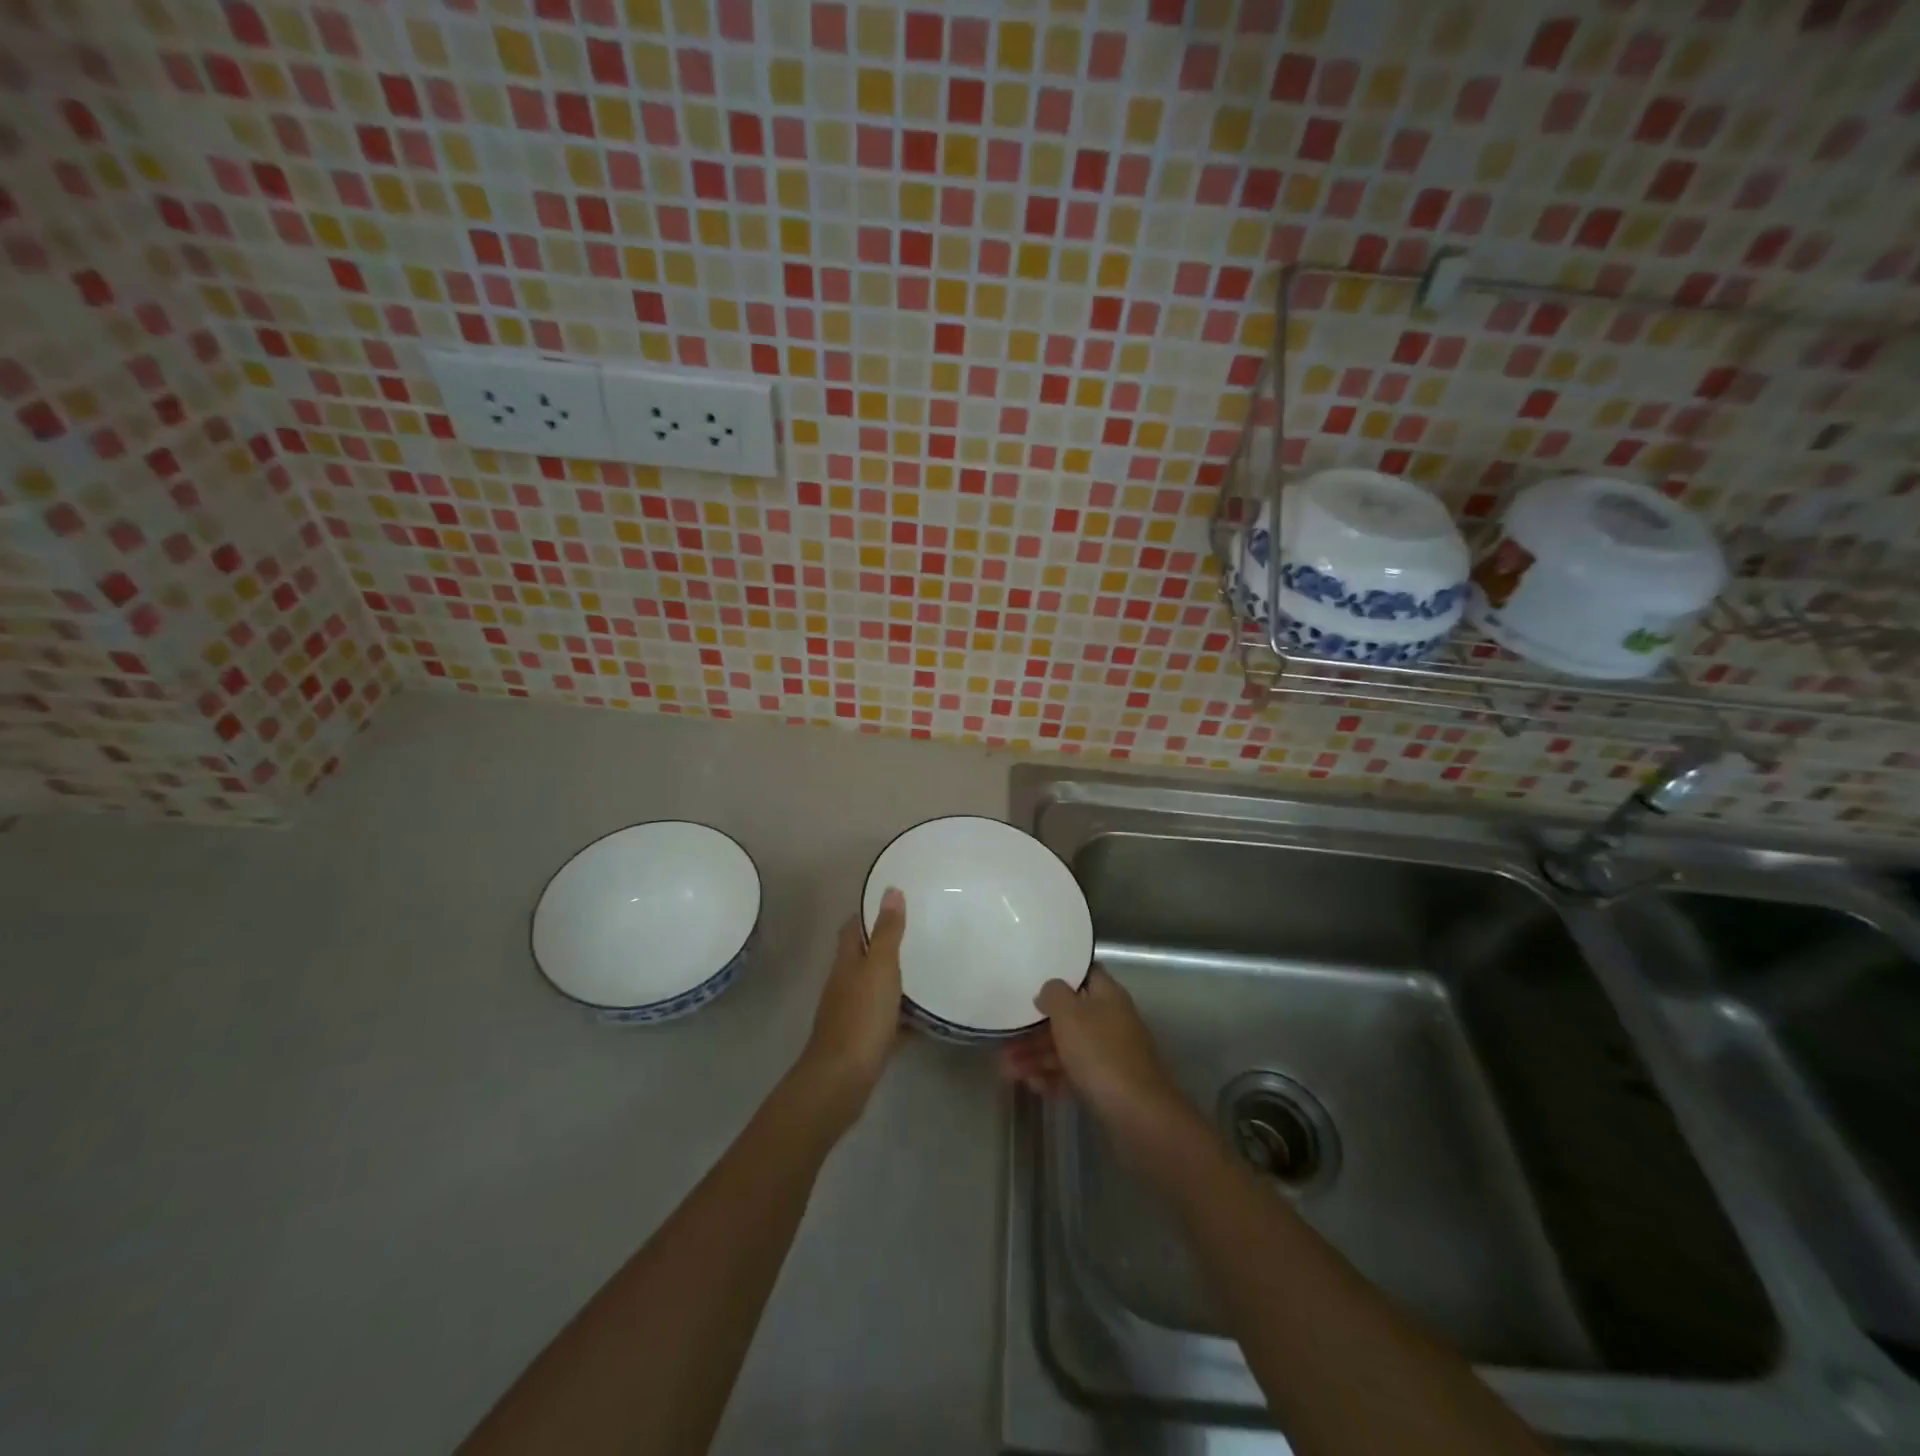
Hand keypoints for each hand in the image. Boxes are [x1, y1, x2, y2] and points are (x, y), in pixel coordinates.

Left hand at [796, 888, 905, 1124]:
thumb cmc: (861, 1016)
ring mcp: (852, 1014)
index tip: (891, 904)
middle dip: (884, 947)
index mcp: (846, 962)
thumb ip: (887, 931)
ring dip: (893, 981)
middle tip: (917, 935)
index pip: (852, 929)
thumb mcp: (880, 967)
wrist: (843, 1078)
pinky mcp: (863, 1041)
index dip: (866, 914)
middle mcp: (845, 984)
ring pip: (874, 990)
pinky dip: (901, 1016)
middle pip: (863, 958)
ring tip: (925, 971)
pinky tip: (923, 1017)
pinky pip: (886, 1021)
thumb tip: (890, 889)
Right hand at [1000, 967, 1189, 1138]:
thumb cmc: (1100, 1054)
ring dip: (1036, 1056)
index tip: (1030, 982)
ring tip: (1007, 1071)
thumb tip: (1048, 990)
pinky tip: (1033, 1087)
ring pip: (1068, 1047)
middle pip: (1069, 1016)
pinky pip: (1075, 1073)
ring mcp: (1111, 1054)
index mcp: (1107, 996)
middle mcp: (1111, 1020)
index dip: (1059, 976)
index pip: (1083, 974)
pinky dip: (1053, 1077)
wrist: (1138, 1115)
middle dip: (1035, 1029)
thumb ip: (1054, 994)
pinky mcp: (1108, 1084)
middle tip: (1005, 1042)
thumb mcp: (1070, 1014)